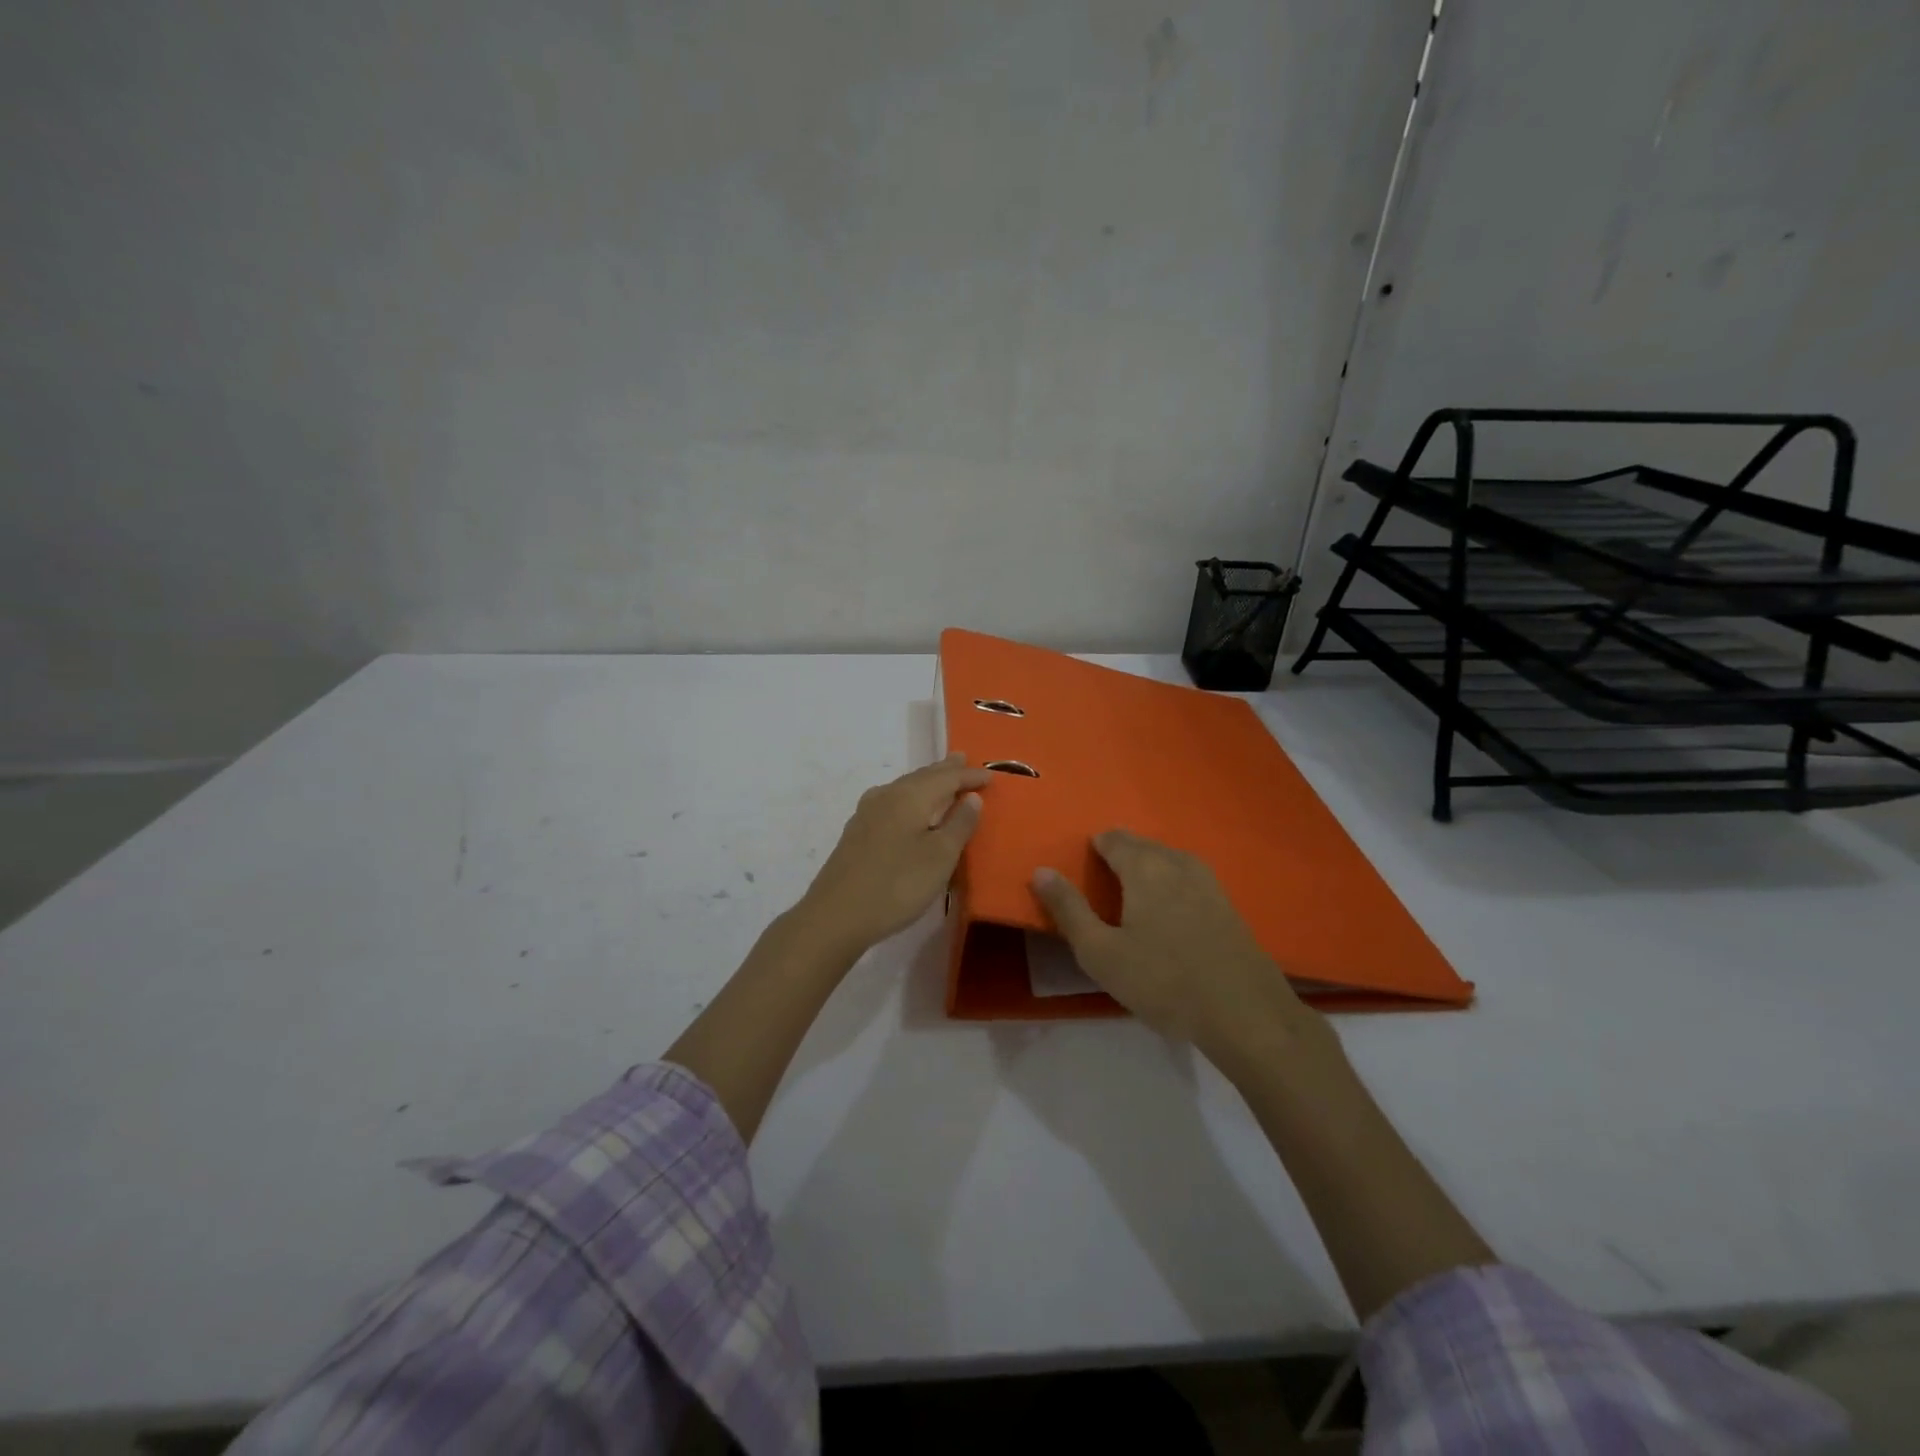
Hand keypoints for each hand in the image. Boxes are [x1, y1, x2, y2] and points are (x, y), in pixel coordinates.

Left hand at [797, 754, 990, 955]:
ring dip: (925, 783)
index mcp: (909, 797)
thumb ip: (959, 824)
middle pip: (921, 777)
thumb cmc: (897, 885)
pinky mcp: (857, 833)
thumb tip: (971, 797)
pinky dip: (909, 799)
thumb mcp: (940, 857)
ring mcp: (866, 814)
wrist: (836, 915)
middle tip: (961, 759)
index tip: (990, 776)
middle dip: (944, 770)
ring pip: (903, 788)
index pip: (946, 778)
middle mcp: (886, 796)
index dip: (969, 777)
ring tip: (939, 779)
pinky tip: (907, 808)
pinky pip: (892, 803)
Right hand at [1032, 830, 1324, 1066]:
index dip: (1095, 847)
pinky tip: (1170, 913)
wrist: (1245, 1013)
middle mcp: (1178, 863)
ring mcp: (1209, 883)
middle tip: (1102, 884)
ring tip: (1132, 897)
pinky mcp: (1228, 905)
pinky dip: (1171, 884)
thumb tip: (1041, 871)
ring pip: (1169, 859)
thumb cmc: (1163, 981)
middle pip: (1143, 845)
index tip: (1083, 869)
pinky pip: (1189, 878)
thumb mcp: (1100, 952)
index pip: (1114, 839)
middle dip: (1120, 855)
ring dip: (1148, 868)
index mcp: (1145, 868)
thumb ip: (1068, 909)